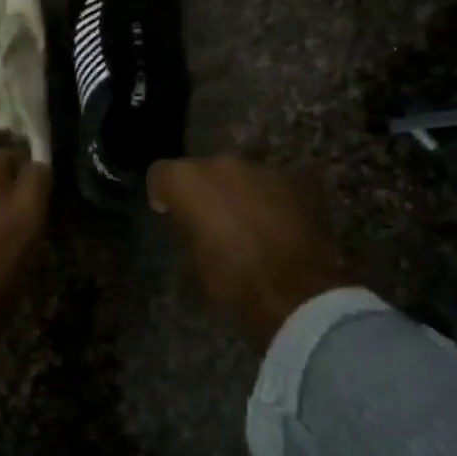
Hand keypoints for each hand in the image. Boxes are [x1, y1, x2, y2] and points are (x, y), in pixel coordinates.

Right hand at [146, 156, 348, 348]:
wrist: (295, 291)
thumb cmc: (232, 280)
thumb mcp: (193, 256)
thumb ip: (187, 225)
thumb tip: (190, 218)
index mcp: (188, 180)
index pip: (161, 174)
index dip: (163, 193)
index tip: (169, 212)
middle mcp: (222, 164)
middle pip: (202, 169)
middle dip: (203, 190)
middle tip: (208, 218)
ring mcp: (261, 170)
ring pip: (237, 175)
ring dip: (235, 192)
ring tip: (243, 223)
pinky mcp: (293, 182)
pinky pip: (267, 186)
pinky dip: (264, 200)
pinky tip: (270, 226)